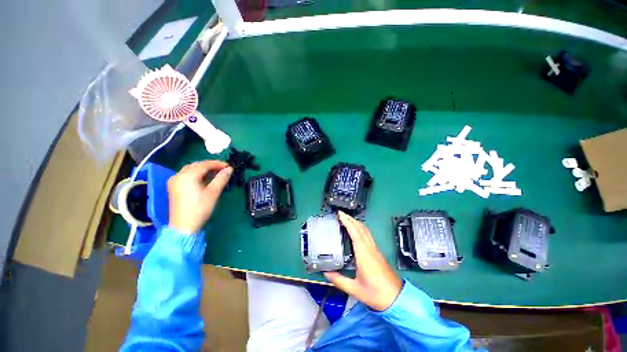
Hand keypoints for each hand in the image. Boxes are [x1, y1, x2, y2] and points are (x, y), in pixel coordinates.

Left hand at [167, 160, 232, 233]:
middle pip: (196, 165)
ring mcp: (174, 182)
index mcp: (187, 176)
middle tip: (223, 169)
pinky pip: (186, 175)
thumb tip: (230, 169)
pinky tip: (204, 179)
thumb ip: (221, 179)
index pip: (204, 164)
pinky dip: (197, 175)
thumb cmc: (199, 209)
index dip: (217, 164)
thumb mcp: (213, 193)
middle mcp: (178, 176)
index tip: (229, 166)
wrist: (183, 227)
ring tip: (216, 173)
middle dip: (210, 165)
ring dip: (203, 169)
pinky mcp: (174, 188)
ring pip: (191, 170)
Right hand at [324, 211, 402, 310]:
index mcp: (364, 254)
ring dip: (356, 222)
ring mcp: (375, 249)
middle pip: (361, 228)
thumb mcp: (355, 289)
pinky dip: (360, 228)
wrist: (397, 298)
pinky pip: (368, 235)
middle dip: (351, 218)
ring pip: (366, 230)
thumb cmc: (376, 294)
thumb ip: (339, 280)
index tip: (340, 214)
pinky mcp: (377, 252)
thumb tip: (325, 273)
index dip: (347, 221)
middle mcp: (370, 248)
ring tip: (347, 219)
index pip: (355, 232)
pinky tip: (356, 231)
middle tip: (341, 214)